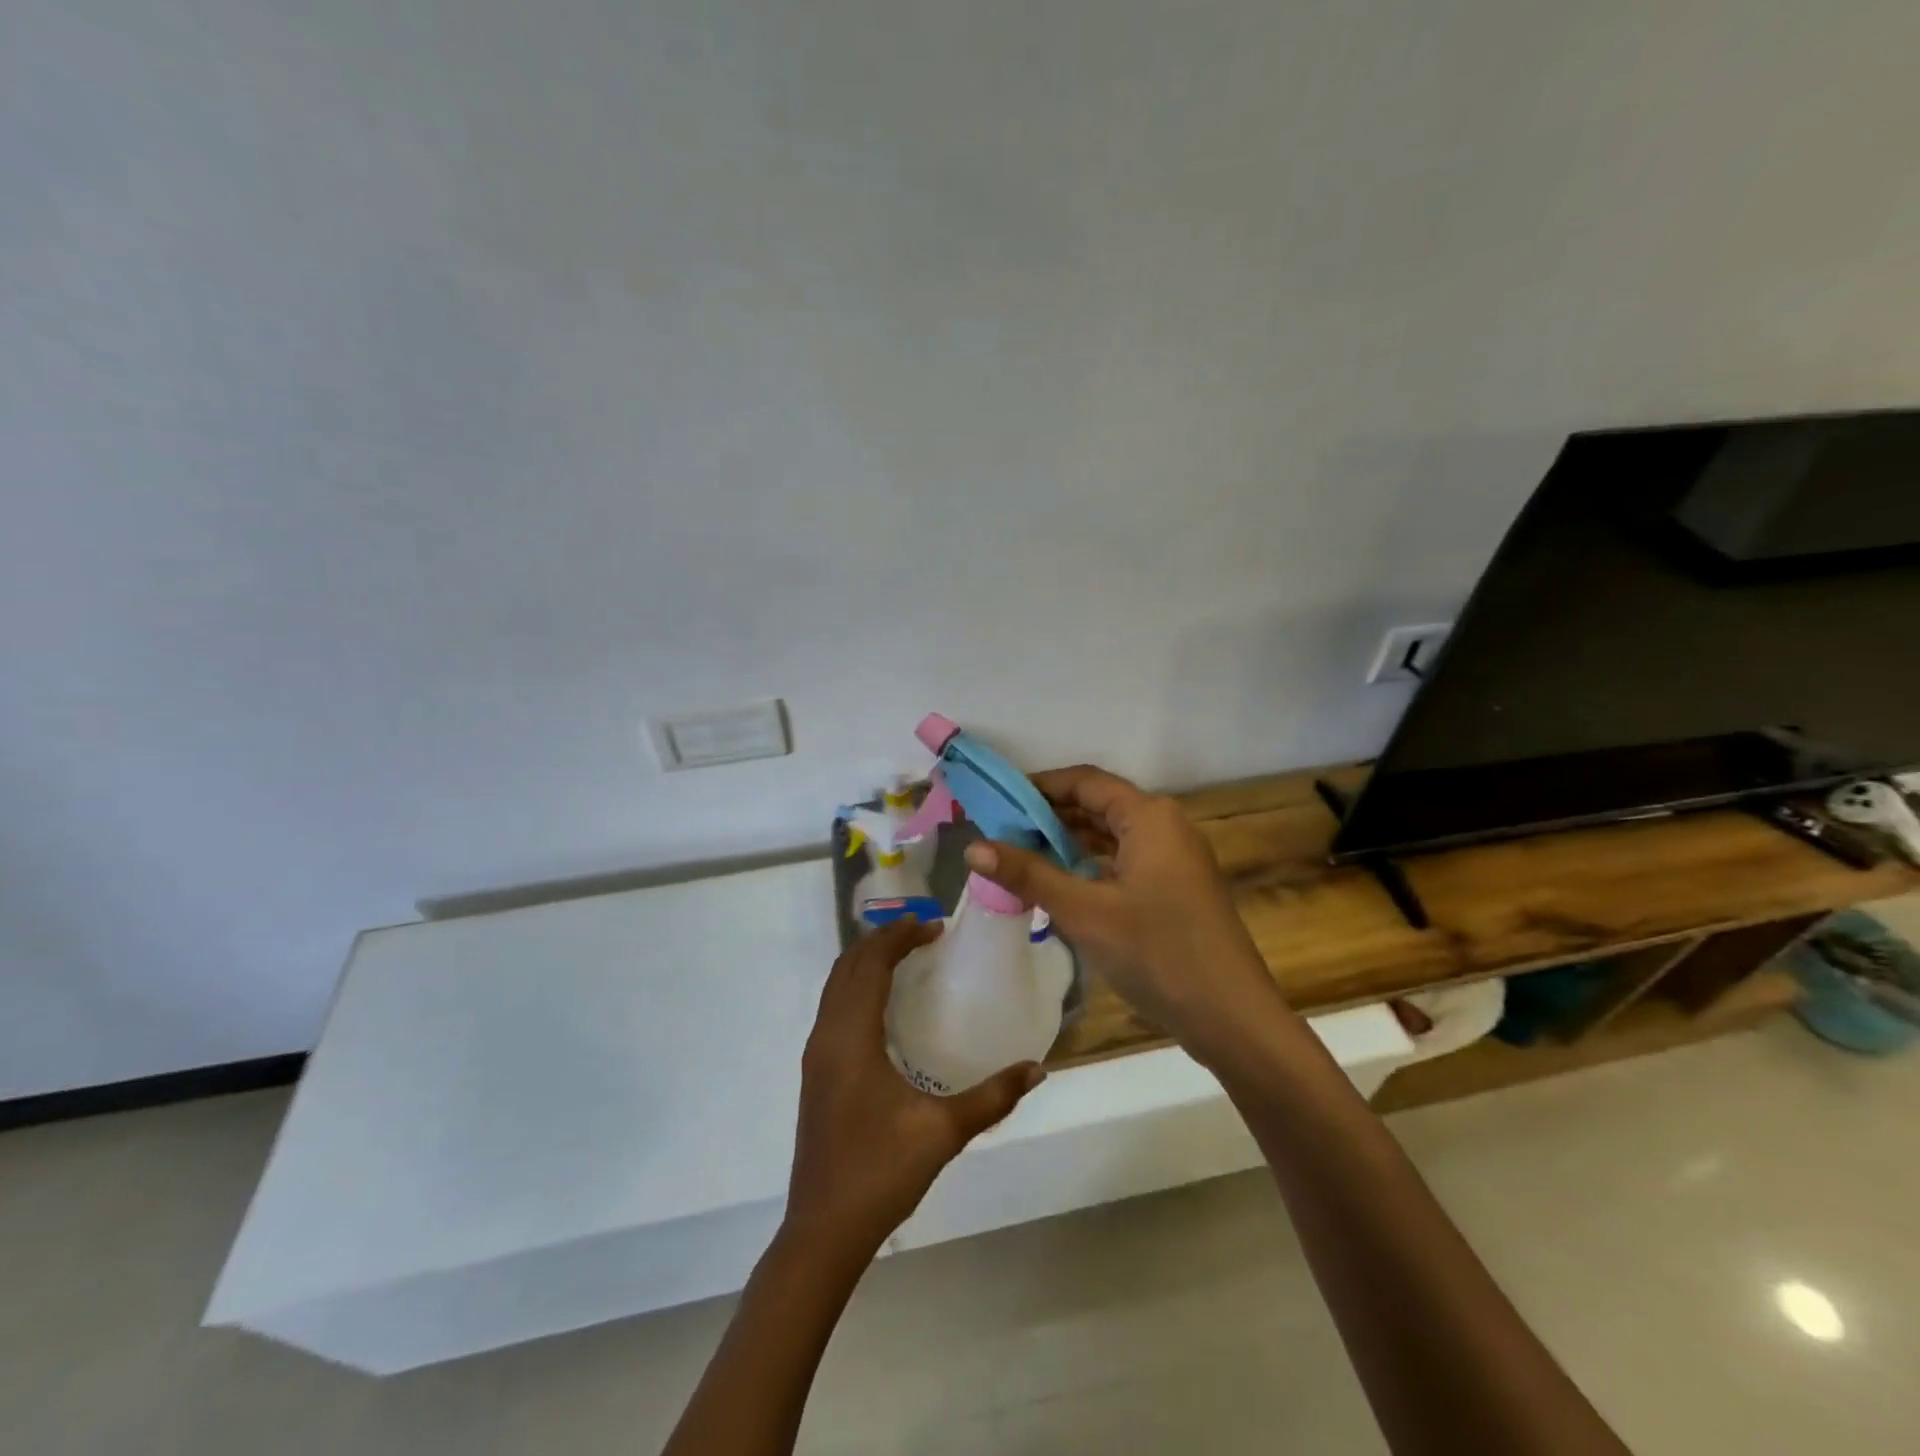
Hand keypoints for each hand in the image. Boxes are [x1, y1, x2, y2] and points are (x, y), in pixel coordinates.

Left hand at [786, 919, 1045, 1257]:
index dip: (899, 937)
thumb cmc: (880, 1173)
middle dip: (883, 940)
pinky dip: (858, 985)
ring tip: (907, 956)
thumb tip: (1037, 1069)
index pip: (871, 964)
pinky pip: (834, 1006)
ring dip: (867, 961)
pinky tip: (886, 1004)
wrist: (823, 1230)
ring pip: (836, 985)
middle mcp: (827, 1035)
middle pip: (849, 966)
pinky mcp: (816, 1071)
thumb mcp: (943, 1132)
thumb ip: (993, 1097)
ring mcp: (816, 1054)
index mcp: (851, 1038)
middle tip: (924, 933)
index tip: (935, 926)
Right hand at [963, 764, 1284, 1054]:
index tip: (997, 800)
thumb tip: (973, 847)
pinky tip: (1061, 885)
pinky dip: (1090, 866)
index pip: (1084, 781)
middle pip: (1098, 806)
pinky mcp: (1176, 889)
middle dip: (1049, 816)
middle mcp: (1166, 826)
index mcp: (1149, 817)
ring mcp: (1175, 859)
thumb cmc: (1158, 952)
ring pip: (1111, 836)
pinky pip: (1124, 862)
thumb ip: (1029, 874)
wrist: (1232, 1018)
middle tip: (999, 831)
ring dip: (1068, 843)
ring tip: (1020, 856)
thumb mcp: (1085, 911)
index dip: (1039, 786)